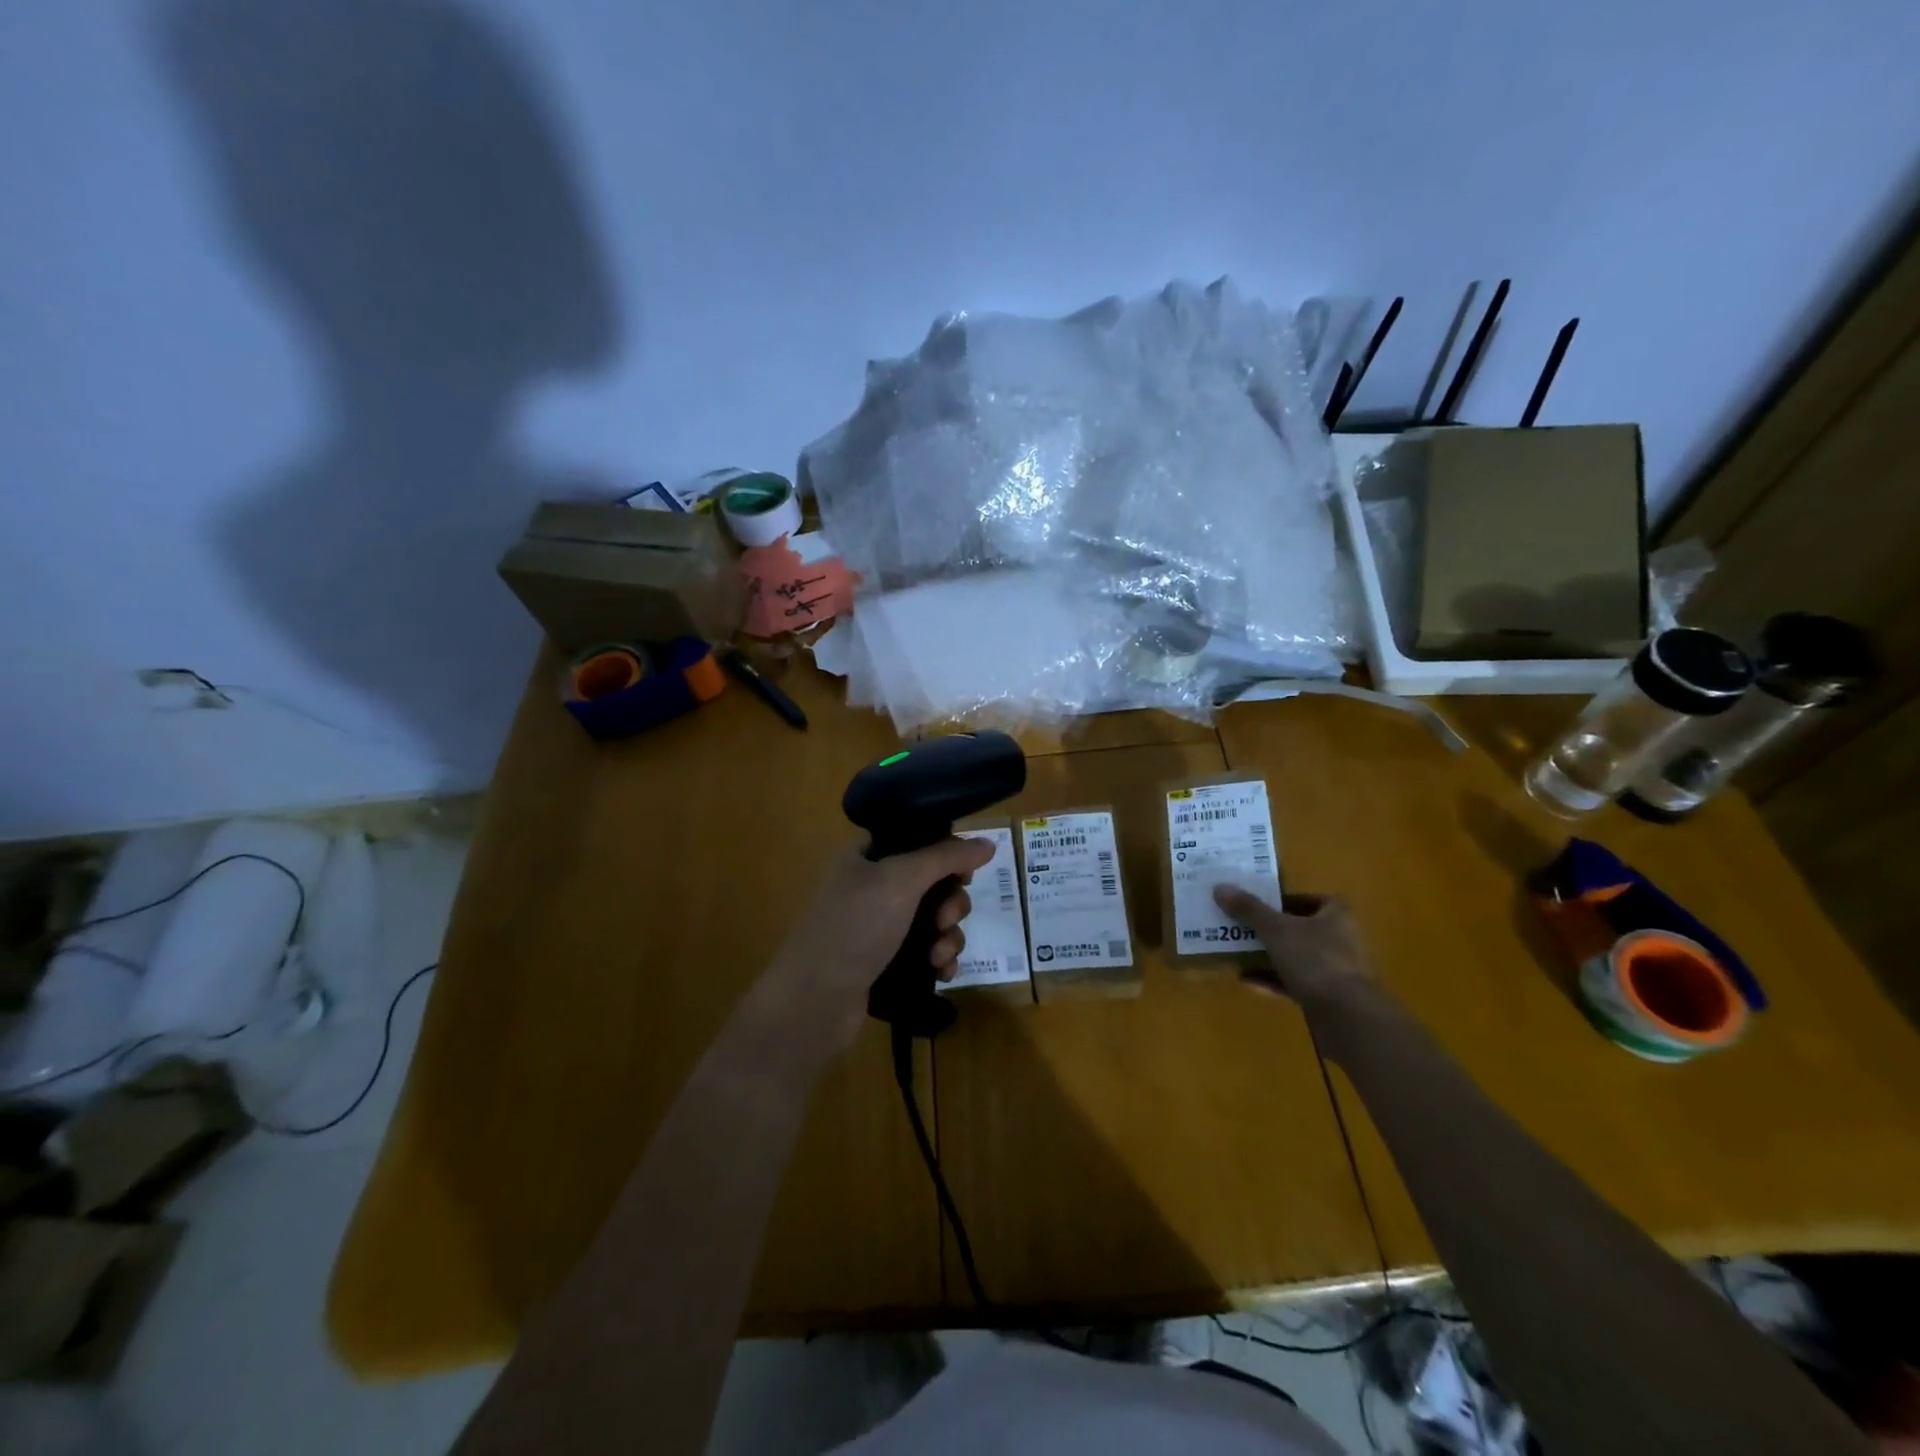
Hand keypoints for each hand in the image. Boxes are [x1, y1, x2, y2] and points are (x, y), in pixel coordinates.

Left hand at [768, 837, 994, 1046]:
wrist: (814, 1000)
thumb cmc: (855, 927)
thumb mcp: (901, 880)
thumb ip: (946, 857)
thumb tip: (988, 843)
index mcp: (864, 857)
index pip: (915, 841)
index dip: (945, 854)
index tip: (964, 874)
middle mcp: (870, 887)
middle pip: (931, 883)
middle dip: (950, 903)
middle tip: (945, 919)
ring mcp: (876, 928)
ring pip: (933, 920)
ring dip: (948, 936)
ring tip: (939, 956)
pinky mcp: (884, 963)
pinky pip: (925, 952)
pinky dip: (939, 959)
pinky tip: (942, 972)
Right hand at [1211, 886, 1374, 1011]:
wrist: (1345, 1015)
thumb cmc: (1314, 959)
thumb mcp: (1275, 929)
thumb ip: (1248, 909)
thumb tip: (1220, 887)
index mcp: (1336, 915)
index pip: (1310, 898)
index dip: (1284, 900)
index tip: (1258, 905)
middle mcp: (1340, 939)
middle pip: (1299, 928)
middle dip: (1270, 929)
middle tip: (1240, 928)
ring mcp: (1335, 970)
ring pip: (1295, 956)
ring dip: (1268, 956)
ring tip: (1237, 953)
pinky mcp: (1327, 997)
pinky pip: (1294, 982)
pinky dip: (1272, 980)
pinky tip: (1247, 981)